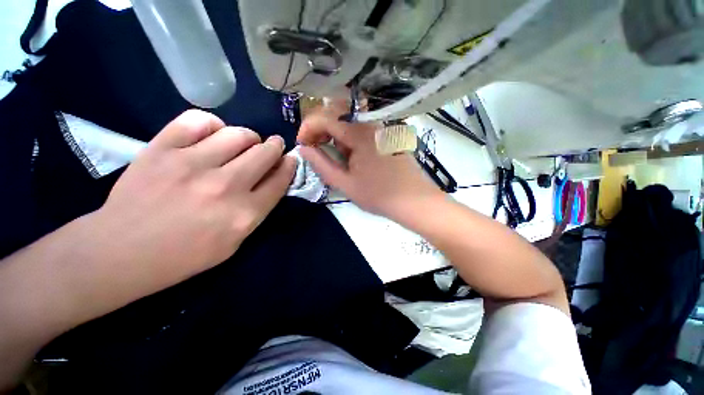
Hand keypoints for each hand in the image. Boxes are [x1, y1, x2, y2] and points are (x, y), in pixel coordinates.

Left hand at [93, 109, 295, 298]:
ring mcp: (192, 165)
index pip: (279, 181)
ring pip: (238, 134)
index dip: (289, 166)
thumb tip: (269, 181)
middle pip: (265, 153)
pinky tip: (211, 134)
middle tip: (272, 146)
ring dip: (249, 137)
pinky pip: (198, 121)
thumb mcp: (234, 242)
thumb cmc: (184, 255)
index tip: (290, 159)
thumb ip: (256, 211)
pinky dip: (212, 124)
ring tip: (243, 142)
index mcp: (244, 214)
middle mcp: (225, 186)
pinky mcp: (162, 149)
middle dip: (275, 147)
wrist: (120, 251)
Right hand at [297, 108, 442, 219]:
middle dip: (321, 131)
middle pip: (337, 115)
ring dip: (336, 137)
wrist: (414, 201)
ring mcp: (381, 129)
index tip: (301, 144)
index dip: (308, 128)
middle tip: (316, 150)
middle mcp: (371, 124)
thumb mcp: (345, 184)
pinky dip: (350, 139)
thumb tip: (303, 149)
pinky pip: (362, 130)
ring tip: (337, 158)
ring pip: (349, 123)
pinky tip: (353, 157)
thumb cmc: (379, 195)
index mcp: (359, 134)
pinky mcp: (387, 136)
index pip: (325, 118)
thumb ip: (322, 165)